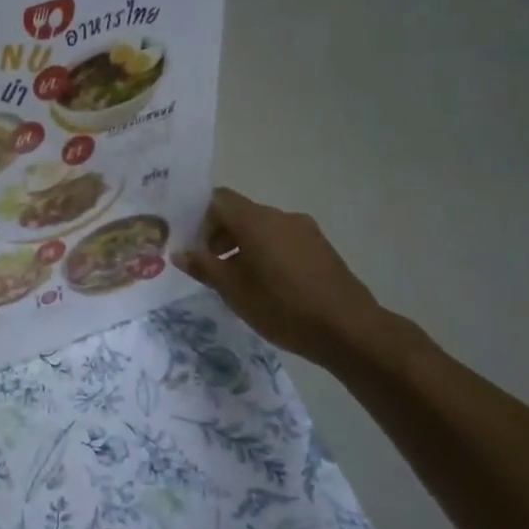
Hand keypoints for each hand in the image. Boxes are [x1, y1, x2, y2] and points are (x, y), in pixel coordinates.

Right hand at [173, 188, 399, 370]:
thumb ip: (203, 266)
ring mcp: (305, 231)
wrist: (348, 328)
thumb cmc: (281, 306)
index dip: (199, 217)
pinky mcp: (321, 248)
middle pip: (240, 213)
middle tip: (208, 267)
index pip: (218, 199)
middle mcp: (281, 217)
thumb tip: (179, 252)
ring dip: (243, 246)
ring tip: (237, 281)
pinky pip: (283, 241)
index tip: (191, 245)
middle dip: (219, 235)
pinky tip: (267, 286)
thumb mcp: (232, 290)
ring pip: (262, 229)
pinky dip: (266, 254)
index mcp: (255, 220)